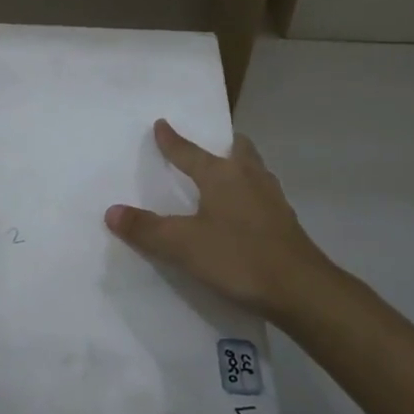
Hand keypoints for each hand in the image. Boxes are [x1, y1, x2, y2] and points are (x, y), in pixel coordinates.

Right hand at [106, 120, 343, 325]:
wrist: (301, 289)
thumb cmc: (238, 257)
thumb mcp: (183, 245)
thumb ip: (146, 229)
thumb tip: (111, 212)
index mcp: (222, 175)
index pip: (189, 152)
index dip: (172, 140)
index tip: (162, 124)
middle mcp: (249, 178)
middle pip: (237, 150)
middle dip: (222, 145)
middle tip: (210, 148)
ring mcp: (272, 199)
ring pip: (255, 171)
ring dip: (240, 167)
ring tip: (226, 177)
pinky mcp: (286, 222)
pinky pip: (263, 195)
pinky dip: (250, 194)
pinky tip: (244, 213)